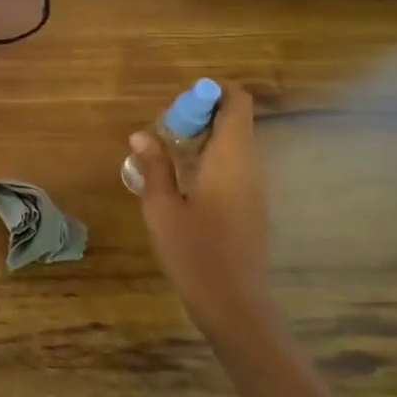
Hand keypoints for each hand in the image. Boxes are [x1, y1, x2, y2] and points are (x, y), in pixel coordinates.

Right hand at [131, 82, 270, 339]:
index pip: (237, 101)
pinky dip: (206, 161)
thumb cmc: (195, 252)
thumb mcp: (161, 207)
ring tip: (162, 156)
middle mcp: (249, 165)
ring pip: (231, 144)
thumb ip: (154, 165)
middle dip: (197, 116)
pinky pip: (231, 166)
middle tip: (161, 133)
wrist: (234, 304)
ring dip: (199, 140)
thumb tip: (143, 134)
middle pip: (232, 120)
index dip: (211, 92)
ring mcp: (253, 187)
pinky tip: (178, 183)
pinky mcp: (249, 205)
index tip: (178, 104)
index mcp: (231, 158)